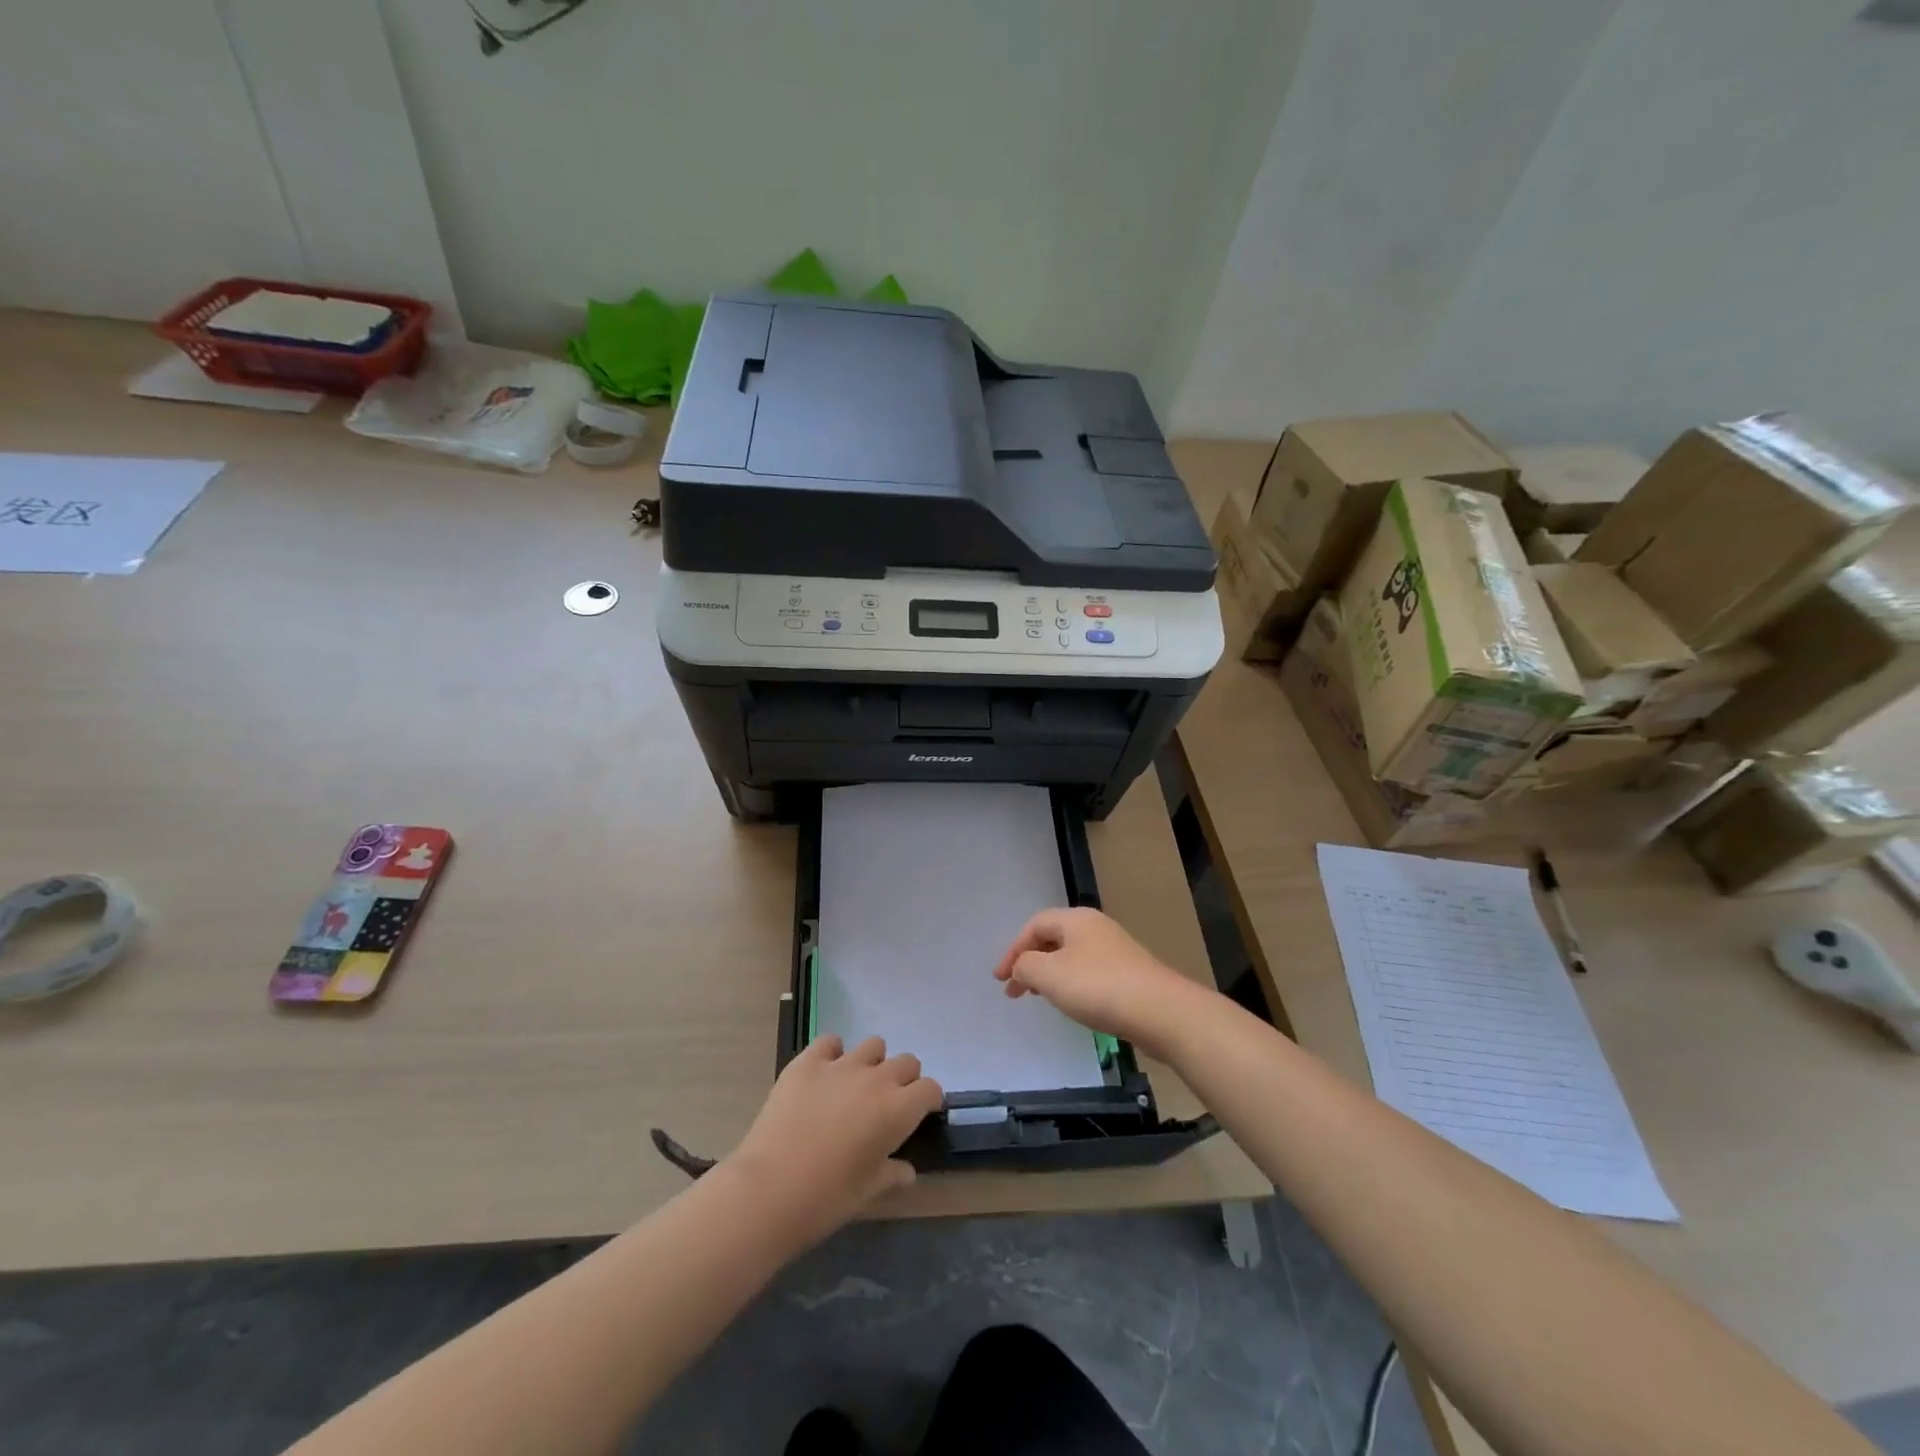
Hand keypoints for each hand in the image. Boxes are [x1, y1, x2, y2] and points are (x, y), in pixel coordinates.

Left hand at [725, 1035, 942, 1248]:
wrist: (769, 1189)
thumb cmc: (826, 1199)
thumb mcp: (867, 1193)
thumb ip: (892, 1175)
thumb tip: (906, 1171)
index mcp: (898, 1110)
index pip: (930, 1089)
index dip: (928, 1101)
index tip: (919, 1114)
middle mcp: (876, 1079)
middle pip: (906, 1062)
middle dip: (904, 1080)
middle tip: (887, 1103)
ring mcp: (841, 1065)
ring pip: (873, 1045)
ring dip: (872, 1063)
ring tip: (855, 1086)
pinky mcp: (808, 1062)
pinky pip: (830, 1041)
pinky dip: (832, 1053)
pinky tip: (824, 1073)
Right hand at [993, 906, 1209, 1059]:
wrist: (1161, 1011)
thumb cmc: (1099, 987)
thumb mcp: (1049, 975)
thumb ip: (1025, 966)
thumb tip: (1021, 966)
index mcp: (1075, 919)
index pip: (1034, 925)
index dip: (1012, 949)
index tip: (1000, 979)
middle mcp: (1095, 927)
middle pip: (1053, 938)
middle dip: (1029, 962)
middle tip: (1014, 990)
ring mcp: (1115, 949)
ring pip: (1070, 956)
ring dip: (1049, 974)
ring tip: (1038, 997)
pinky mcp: (1128, 973)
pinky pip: (1088, 971)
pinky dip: (1070, 983)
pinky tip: (1071, 1003)